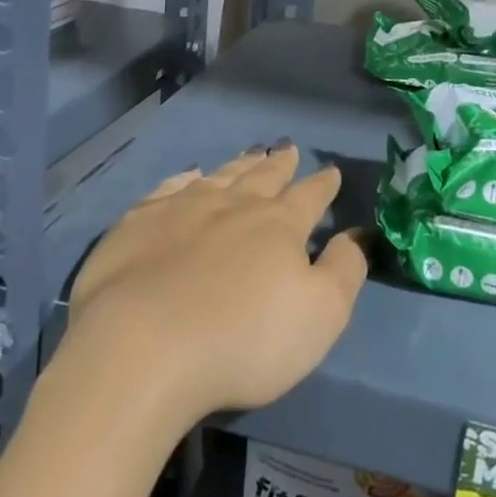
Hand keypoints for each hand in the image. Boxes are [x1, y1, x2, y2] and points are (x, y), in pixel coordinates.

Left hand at [65, 144, 365, 425]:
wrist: (143, 348)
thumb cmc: (243, 339)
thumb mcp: (320, 316)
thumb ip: (344, 271)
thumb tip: (357, 234)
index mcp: (278, 225)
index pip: (309, 197)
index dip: (323, 185)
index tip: (331, 171)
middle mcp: (233, 205)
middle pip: (262, 177)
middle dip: (280, 163)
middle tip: (288, 148)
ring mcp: (182, 209)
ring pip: (219, 176)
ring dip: (239, 165)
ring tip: (250, 154)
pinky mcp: (138, 223)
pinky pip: (169, 189)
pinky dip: (184, 179)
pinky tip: (188, 176)